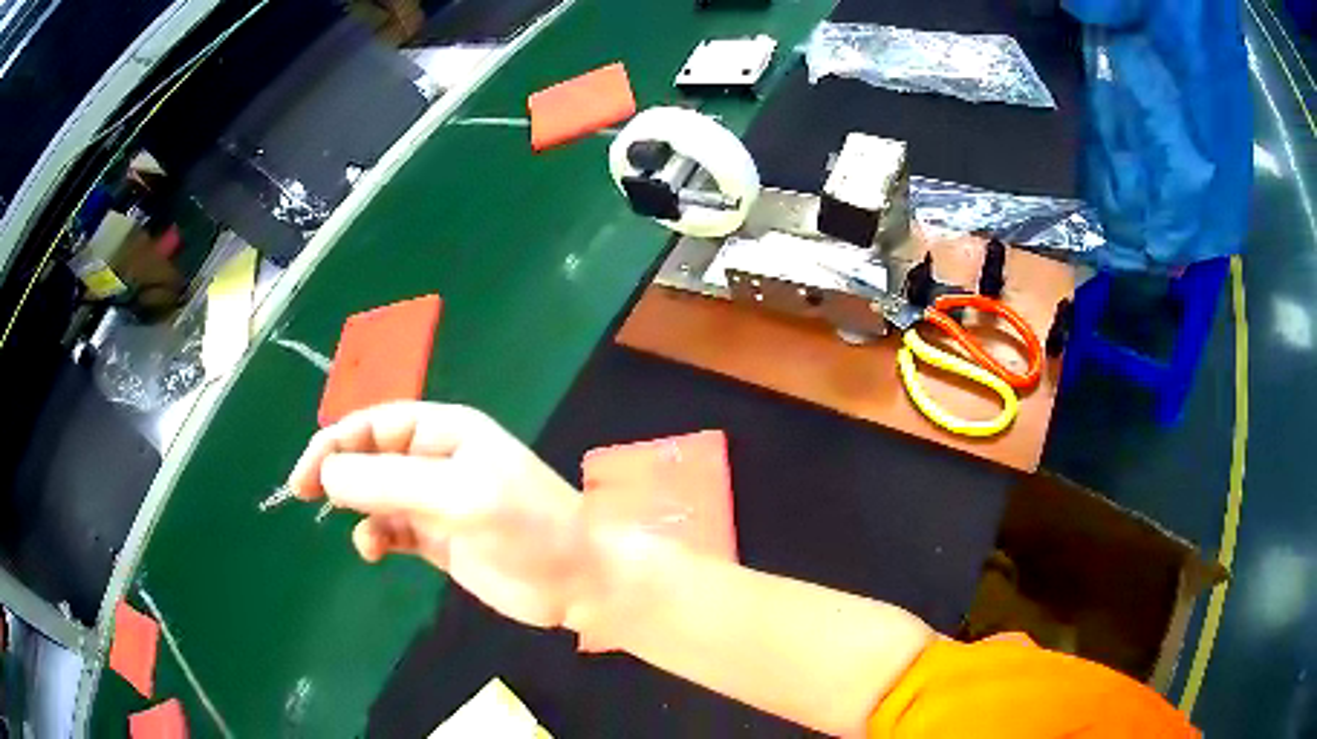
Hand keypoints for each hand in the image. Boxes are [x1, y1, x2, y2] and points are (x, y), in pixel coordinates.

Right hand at [288, 402, 589, 628]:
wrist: (578, 582)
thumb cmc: (528, 528)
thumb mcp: (460, 497)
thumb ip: (391, 483)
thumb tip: (328, 474)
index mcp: (446, 431)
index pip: (375, 423)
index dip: (335, 442)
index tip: (305, 475)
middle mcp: (436, 459)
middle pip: (370, 455)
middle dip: (337, 471)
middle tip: (304, 494)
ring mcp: (436, 500)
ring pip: (376, 493)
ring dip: (358, 508)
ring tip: (363, 536)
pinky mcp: (437, 538)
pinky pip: (391, 528)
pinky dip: (376, 535)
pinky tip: (375, 551)